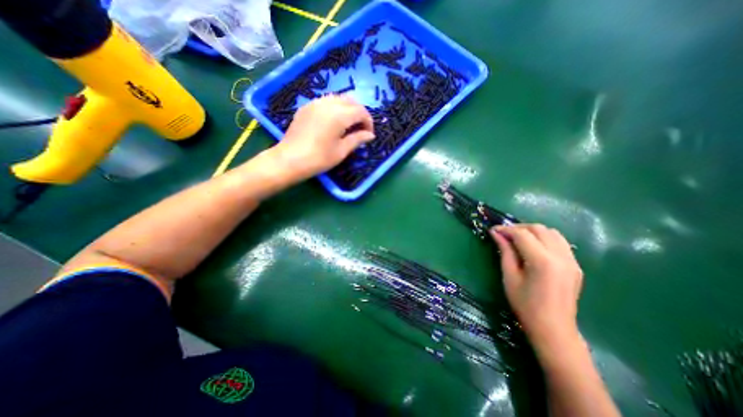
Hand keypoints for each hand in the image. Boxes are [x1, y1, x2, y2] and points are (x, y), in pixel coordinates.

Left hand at [271, 94, 373, 180]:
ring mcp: (315, 103)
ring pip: (338, 98)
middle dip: (359, 113)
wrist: (290, 159)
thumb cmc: (319, 158)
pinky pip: (326, 101)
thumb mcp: (341, 151)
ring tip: (348, 124)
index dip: (368, 122)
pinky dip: (335, 107)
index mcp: (339, 115)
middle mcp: (328, 104)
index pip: (361, 112)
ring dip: (347, 108)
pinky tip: (333, 121)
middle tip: (360, 128)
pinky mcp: (306, 107)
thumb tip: (370, 135)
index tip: (369, 134)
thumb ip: (357, 139)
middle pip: (351, 101)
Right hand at [492, 224, 582, 353]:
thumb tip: (496, 233)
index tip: (493, 230)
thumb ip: (505, 251)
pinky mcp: (575, 265)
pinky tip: (534, 247)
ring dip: (532, 231)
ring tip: (518, 239)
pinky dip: (545, 238)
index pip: (522, 234)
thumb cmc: (525, 305)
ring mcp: (572, 260)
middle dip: (518, 227)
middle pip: (538, 228)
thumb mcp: (509, 276)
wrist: (554, 329)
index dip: (505, 229)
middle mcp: (561, 256)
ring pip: (551, 232)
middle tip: (504, 234)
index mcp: (542, 261)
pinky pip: (560, 242)